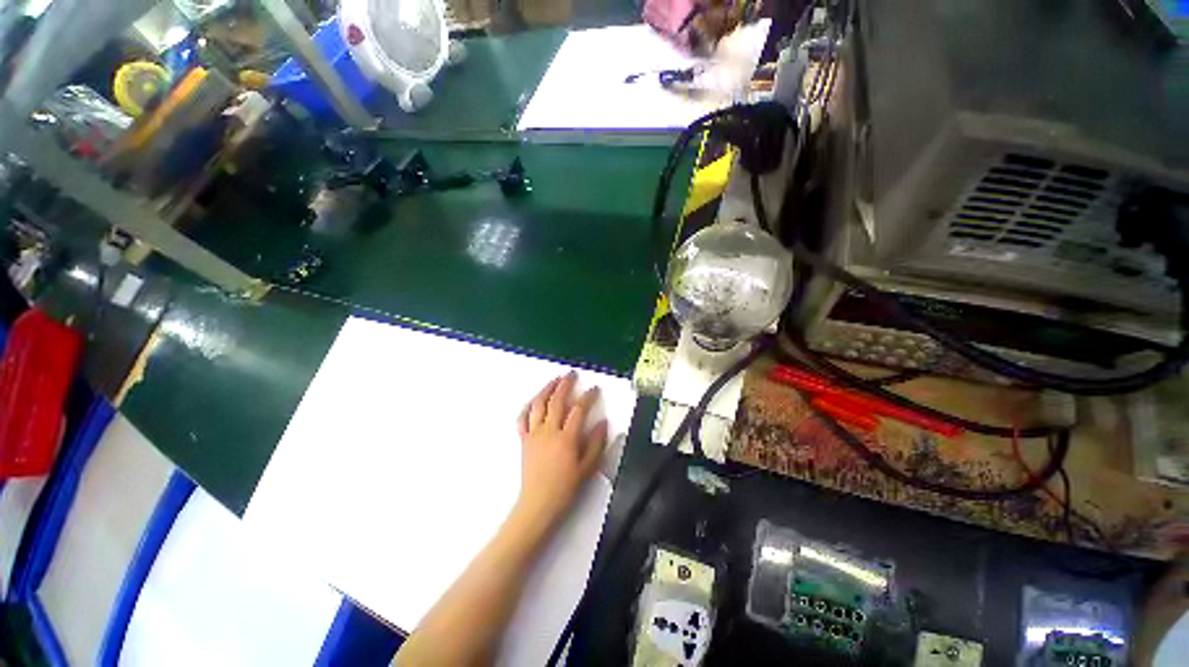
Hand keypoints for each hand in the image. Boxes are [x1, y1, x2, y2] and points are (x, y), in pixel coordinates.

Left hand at [514, 371, 608, 531]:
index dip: (588, 396)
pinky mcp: (524, 440)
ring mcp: (534, 434)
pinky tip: (533, 401)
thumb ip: (596, 444)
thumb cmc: (565, 488)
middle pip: (556, 401)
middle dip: (565, 384)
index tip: (594, 389)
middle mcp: (548, 431)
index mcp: (566, 438)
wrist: (538, 504)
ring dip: (546, 389)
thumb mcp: (587, 468)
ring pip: (538, 405)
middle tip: (571, 374)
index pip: (578, 410)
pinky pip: (522, 419)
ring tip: (554, 380)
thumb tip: (603, 423)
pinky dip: (527, 407)